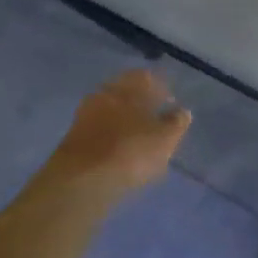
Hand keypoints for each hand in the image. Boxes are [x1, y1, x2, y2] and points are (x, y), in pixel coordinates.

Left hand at [45, 69, 191, 195]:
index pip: (145, 77)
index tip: (170, 101)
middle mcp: (102, 95)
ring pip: (111, 113)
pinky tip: (122, 153)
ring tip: (141, 139)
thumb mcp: (165, 138)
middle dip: (140, 104)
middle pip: (125, 94)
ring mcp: (85, 117)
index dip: (160, 88)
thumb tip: (182, 112)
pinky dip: (113, 139)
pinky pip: (101, 133)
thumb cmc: (131, 151)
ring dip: (125, 123)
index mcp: (125, 87)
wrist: (82, 180)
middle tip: (156, 120)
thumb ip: (176, 122)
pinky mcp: (75, 140)